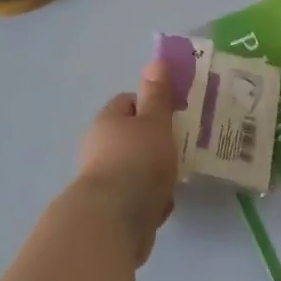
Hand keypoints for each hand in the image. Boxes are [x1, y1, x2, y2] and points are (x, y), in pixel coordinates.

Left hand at [73, 59, 177, 262]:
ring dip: (154, 174)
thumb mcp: (155, 122)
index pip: (128, 102)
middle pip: (132, 137)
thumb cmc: (138, 161)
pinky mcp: (109, 207)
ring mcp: (102, 178)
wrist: (114, 220)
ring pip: (135, 168)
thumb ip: (158, 95)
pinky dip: (149, 199)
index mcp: (107, 121)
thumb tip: (156, 60)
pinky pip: (135, 196)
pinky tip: (162, 205)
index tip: (174, 115)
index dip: (152, 105)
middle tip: (181, 147)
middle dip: (156, 143)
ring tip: (177, 179)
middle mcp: (99, 146)